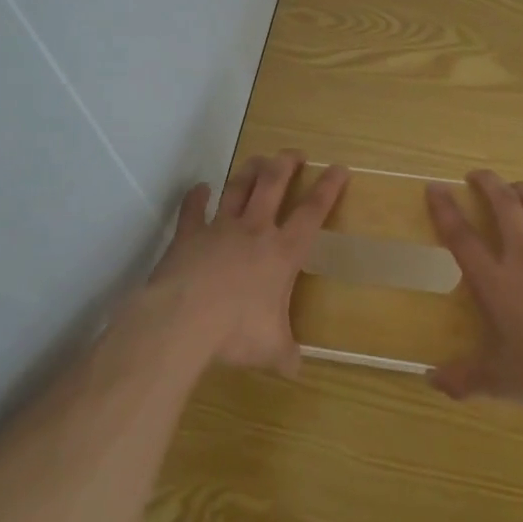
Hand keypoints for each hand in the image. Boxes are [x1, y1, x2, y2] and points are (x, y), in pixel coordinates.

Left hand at [147, 151, 347, 373]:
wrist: (184, 319)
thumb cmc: (236, 332)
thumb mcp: (271, 349)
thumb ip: (285, 354)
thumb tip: (295, 369)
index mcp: (282, 253)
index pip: (312, 213)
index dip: (328, 188)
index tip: (338, 168)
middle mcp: (254, 230)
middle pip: (273, 184)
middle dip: (286, 164)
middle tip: (294, 152)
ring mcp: (220, 228)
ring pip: (238, 188)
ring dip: (249, 171)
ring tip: (258, 159)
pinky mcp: (189, 234)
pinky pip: (193, 208)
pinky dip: (197, 196)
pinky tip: (200, 187)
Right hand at [426, 170, 522, 422]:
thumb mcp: (501, 383)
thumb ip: (464, 380)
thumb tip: (432, 381)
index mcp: (497, 282)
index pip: (462, 236)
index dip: (445, 209)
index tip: (434, 188)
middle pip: (504, 204)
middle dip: (487, 182)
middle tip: (476, 176)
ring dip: (522, 189)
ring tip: (513, 188)